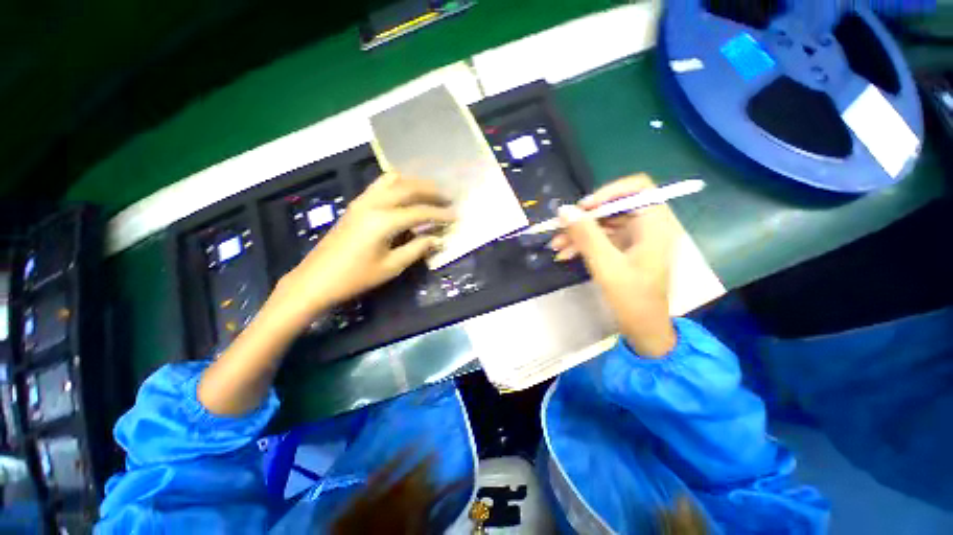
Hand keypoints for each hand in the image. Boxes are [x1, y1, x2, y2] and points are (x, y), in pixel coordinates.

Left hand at [277, 173, 453, 325]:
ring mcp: (362, 201)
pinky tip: (406, 191)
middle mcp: (373, 204)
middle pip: (408, 188)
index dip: (440, 214)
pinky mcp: (356, 204)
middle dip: (432, 191)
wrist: (316, 280)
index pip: (420, 212)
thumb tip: (438, 239)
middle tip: (449, 198)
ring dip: (415, 183)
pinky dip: (397, 183)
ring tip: (431, 191)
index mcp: (383, 221)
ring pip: (393, 181)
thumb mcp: (391, 267)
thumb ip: (417, 249)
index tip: (456, 216)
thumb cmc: (356, 277)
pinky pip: (380, 185)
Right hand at [549, 174, 677, 356]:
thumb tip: (565, 210)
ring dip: (578, 233)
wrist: (643, 329)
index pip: (637, 188)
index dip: (608, 192)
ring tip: (555, 245)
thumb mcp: (606, 265)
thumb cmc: (632, 298)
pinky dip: (583, 245)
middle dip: (584, 218)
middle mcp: (647, 227)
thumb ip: (586, 235)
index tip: (583, 207)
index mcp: (655, 225)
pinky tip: (564, 254)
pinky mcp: (624, 251)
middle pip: (614, 208)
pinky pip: (601, 240)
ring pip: (604, 225)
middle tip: (560, 227)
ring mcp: (635, 240)